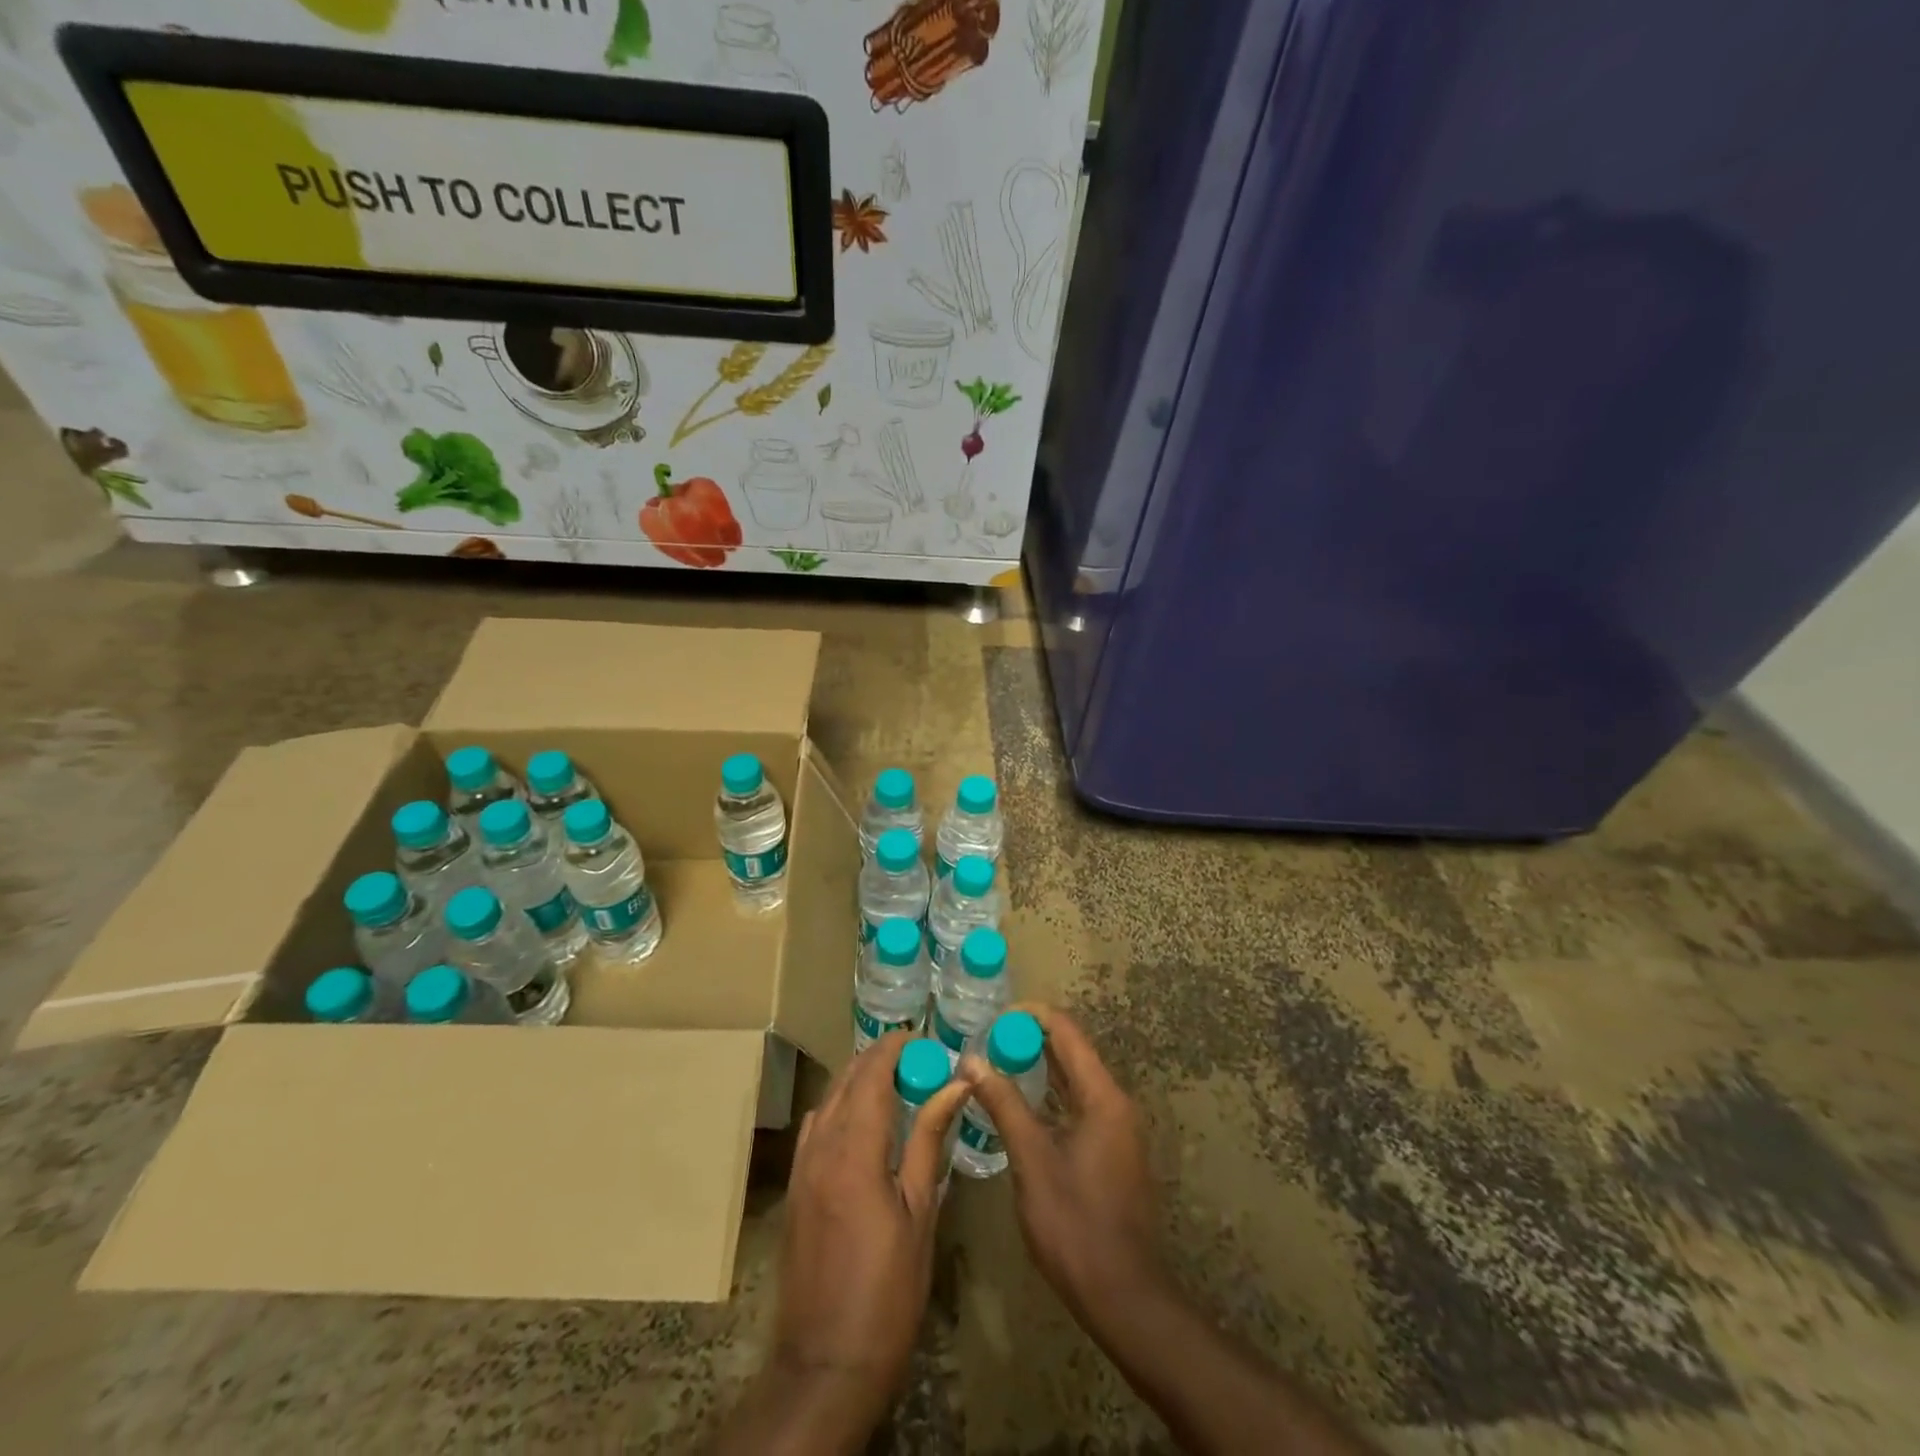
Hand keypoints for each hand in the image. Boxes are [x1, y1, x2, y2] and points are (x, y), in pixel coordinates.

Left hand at [723, 1031, 971, 1451]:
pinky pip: (816, 1127)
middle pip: (846, 1080)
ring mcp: (801, 1167)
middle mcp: (820, 1147)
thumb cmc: (887, 1290)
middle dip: (878, 1059)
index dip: (894, 1047)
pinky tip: (863, 1124)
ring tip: (894, 1083)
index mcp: (854, 1150)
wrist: (825, 1363)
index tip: (922, 1037)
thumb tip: (954, 1085)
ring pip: (828, 1100)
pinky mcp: (794, 1188)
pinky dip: (839, 1107)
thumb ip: (929, 1140)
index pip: (871, 1074)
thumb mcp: (919, 1212)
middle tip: (916, 1058)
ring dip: (857, 1081)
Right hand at [965, 1006, 1164, 1324]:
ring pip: (1075, 1081)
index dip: (1030, 1017)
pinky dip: (1049, 1096)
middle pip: (1072, 1052)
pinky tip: (1019, 1106)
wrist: (1124, 1296)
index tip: (992, 1019)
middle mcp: (1115, 1103)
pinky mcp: (1111, 1152)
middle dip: (1030, 1041)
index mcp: (1103, 1096)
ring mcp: (1117, 1129)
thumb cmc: (1076, 1225)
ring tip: (995, 1065)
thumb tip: (972, 1060)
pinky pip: (1078, 1106)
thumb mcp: (1032, 1161)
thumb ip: (1004, 1104)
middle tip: (985, 1041)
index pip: (1067, 1031)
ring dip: (1039, 1068)